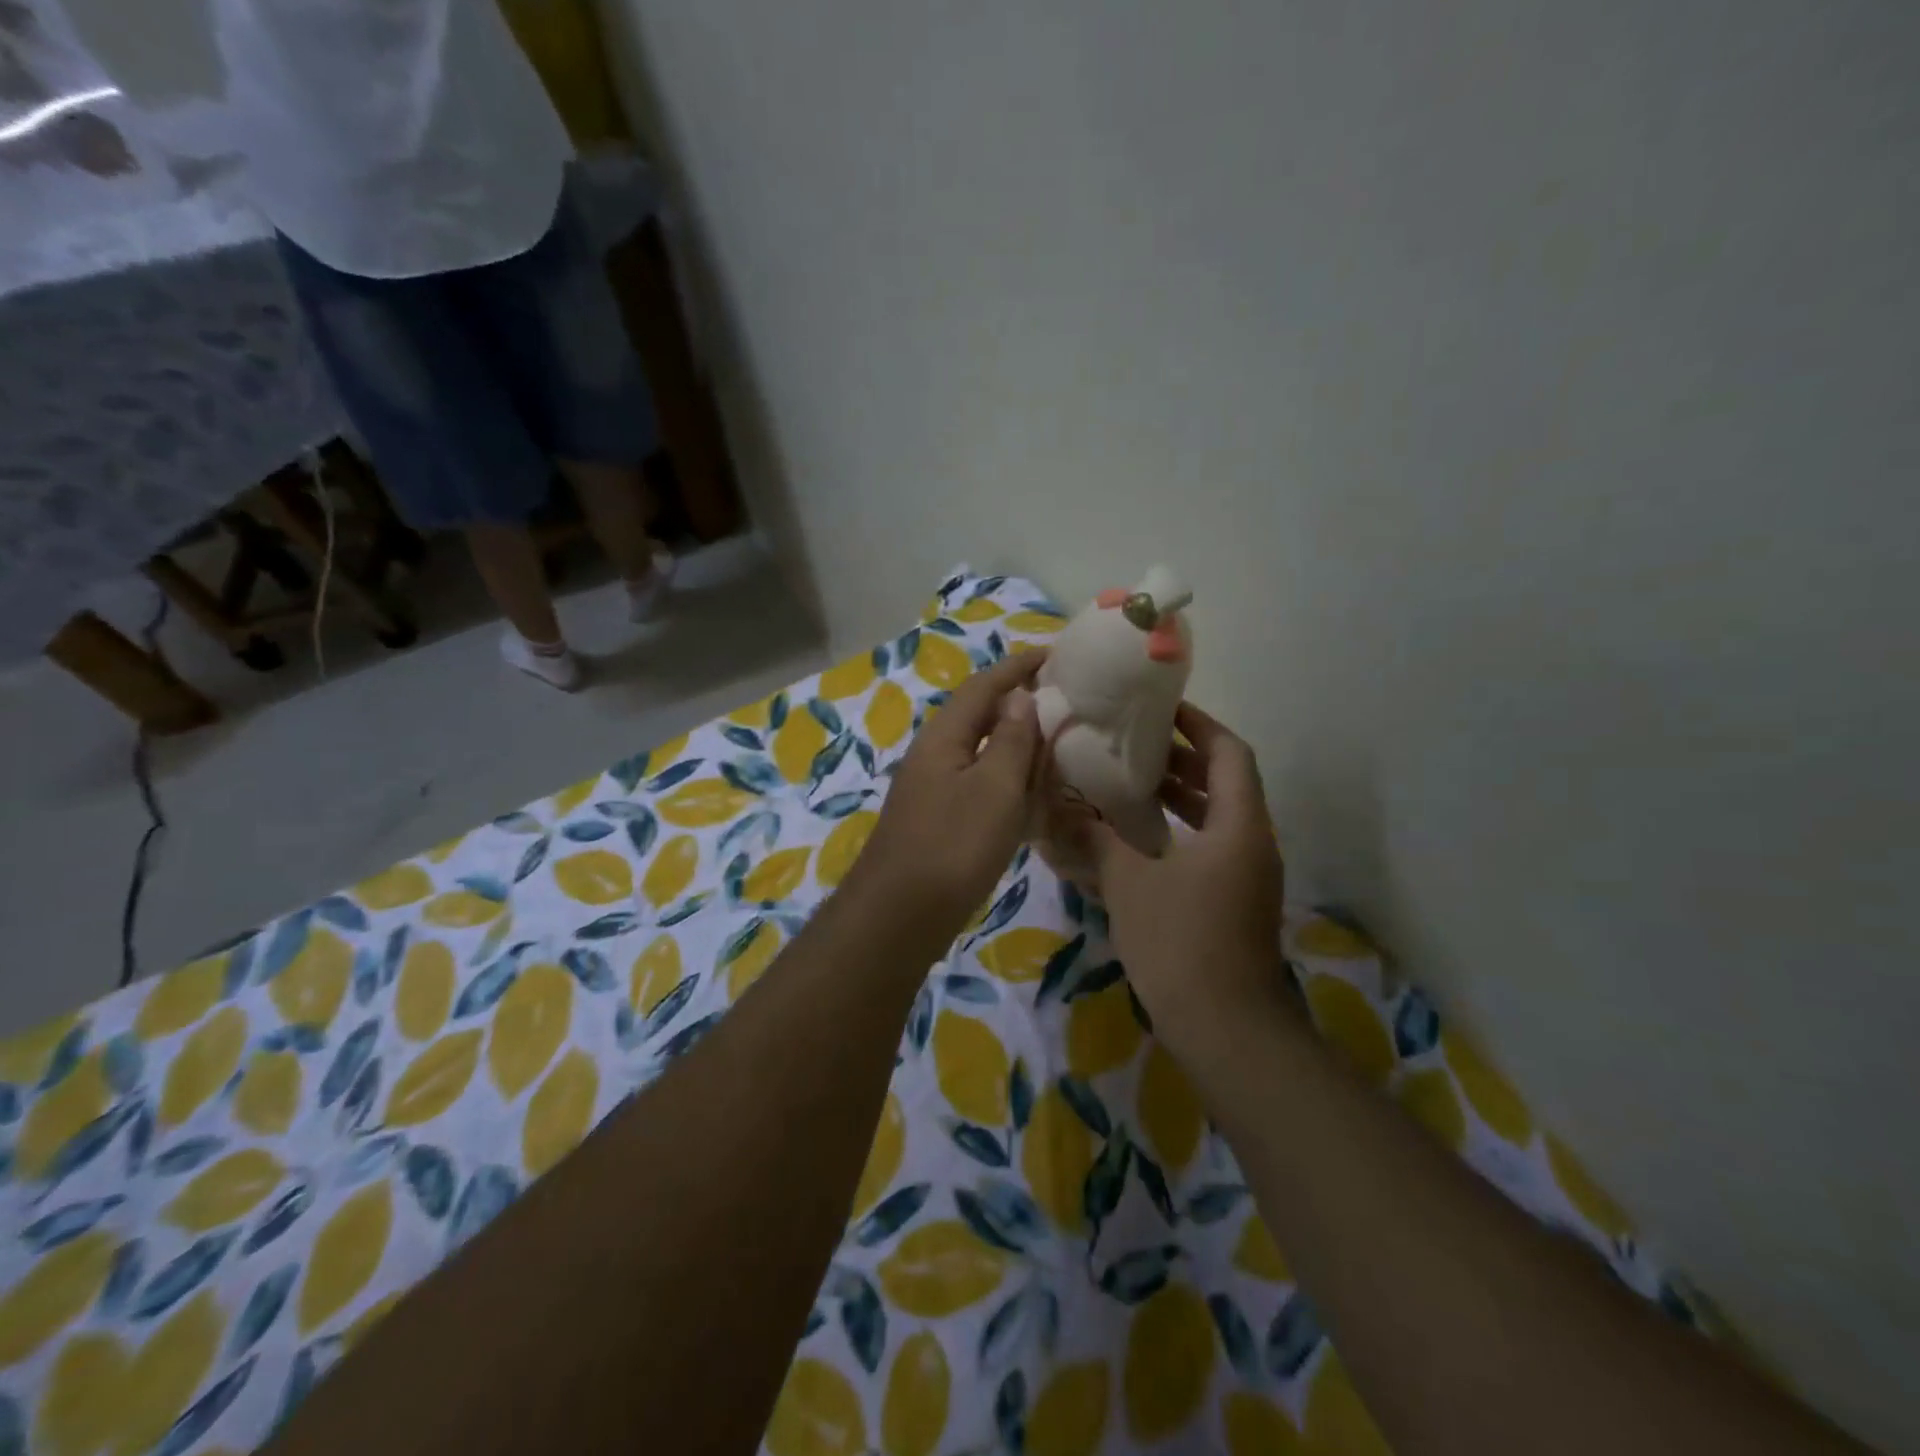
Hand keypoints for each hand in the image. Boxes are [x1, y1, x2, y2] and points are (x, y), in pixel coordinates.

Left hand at [850, 649, 1046, 938]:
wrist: (899, 916)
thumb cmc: (953, 846)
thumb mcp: (994, 789)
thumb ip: (1010, 740)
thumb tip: (1020, 696)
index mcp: (944, 737)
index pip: (984, 686)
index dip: (1018, 667)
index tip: (1054, 654)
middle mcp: (934, 756)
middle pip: (979, 716)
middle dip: (1018, 704)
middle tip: (1064, 702)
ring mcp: (933, 790)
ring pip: (980, 753)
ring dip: (1015, 744)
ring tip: (1055, 744)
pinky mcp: (938, 821)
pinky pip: (978, 786)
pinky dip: (1007, 781)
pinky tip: (1028, 797)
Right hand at [1080, 703, 1286, 1047]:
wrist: (1226, 1030)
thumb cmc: (1181, 942)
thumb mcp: (1129, 882)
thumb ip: (1096, 838)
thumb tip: (1060, 807)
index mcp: (1239, 826)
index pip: (1229, 753)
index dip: (1199, 725)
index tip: (1161, 709)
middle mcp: (1251, 843)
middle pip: (1224, 783)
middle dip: (1181, 760)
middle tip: (1132, 744)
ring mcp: (1245, 877)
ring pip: (1215, 818)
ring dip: (1178, 797)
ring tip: (1128, 783)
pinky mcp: (1232, 904)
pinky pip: (1207, 849)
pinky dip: (1176, 833)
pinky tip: (1135, 839)